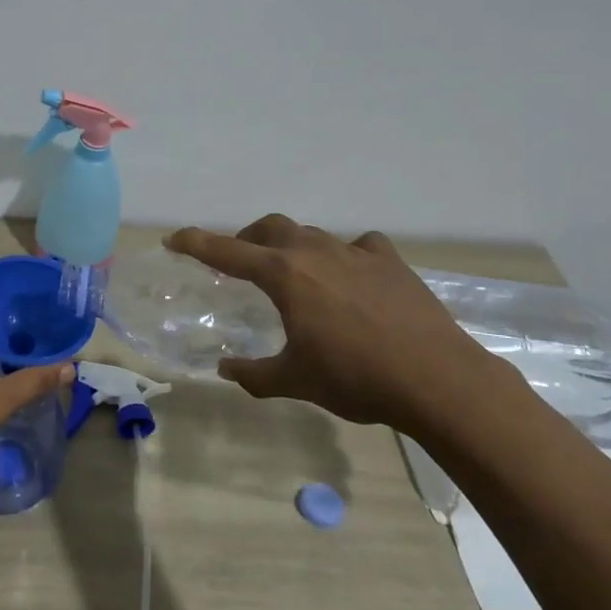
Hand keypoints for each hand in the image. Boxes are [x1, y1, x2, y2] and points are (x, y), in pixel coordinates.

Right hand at [165, 215, 509, 432]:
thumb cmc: (356, 378)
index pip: (226, 251)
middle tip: (239, 262)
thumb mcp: (296, 381)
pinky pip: (359, 246)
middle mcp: (314, 252)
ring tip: (294, 272)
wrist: (437, 380)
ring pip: (311, 234)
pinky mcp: (391, 262)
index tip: (173, 239)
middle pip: (269, 229)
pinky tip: (352, 274)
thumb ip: (254, 374)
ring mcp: (356, 253)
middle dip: (246, 239)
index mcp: (284, 275)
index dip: (195, 243)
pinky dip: (346, 254)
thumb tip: (226, 370)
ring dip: (292, 246)